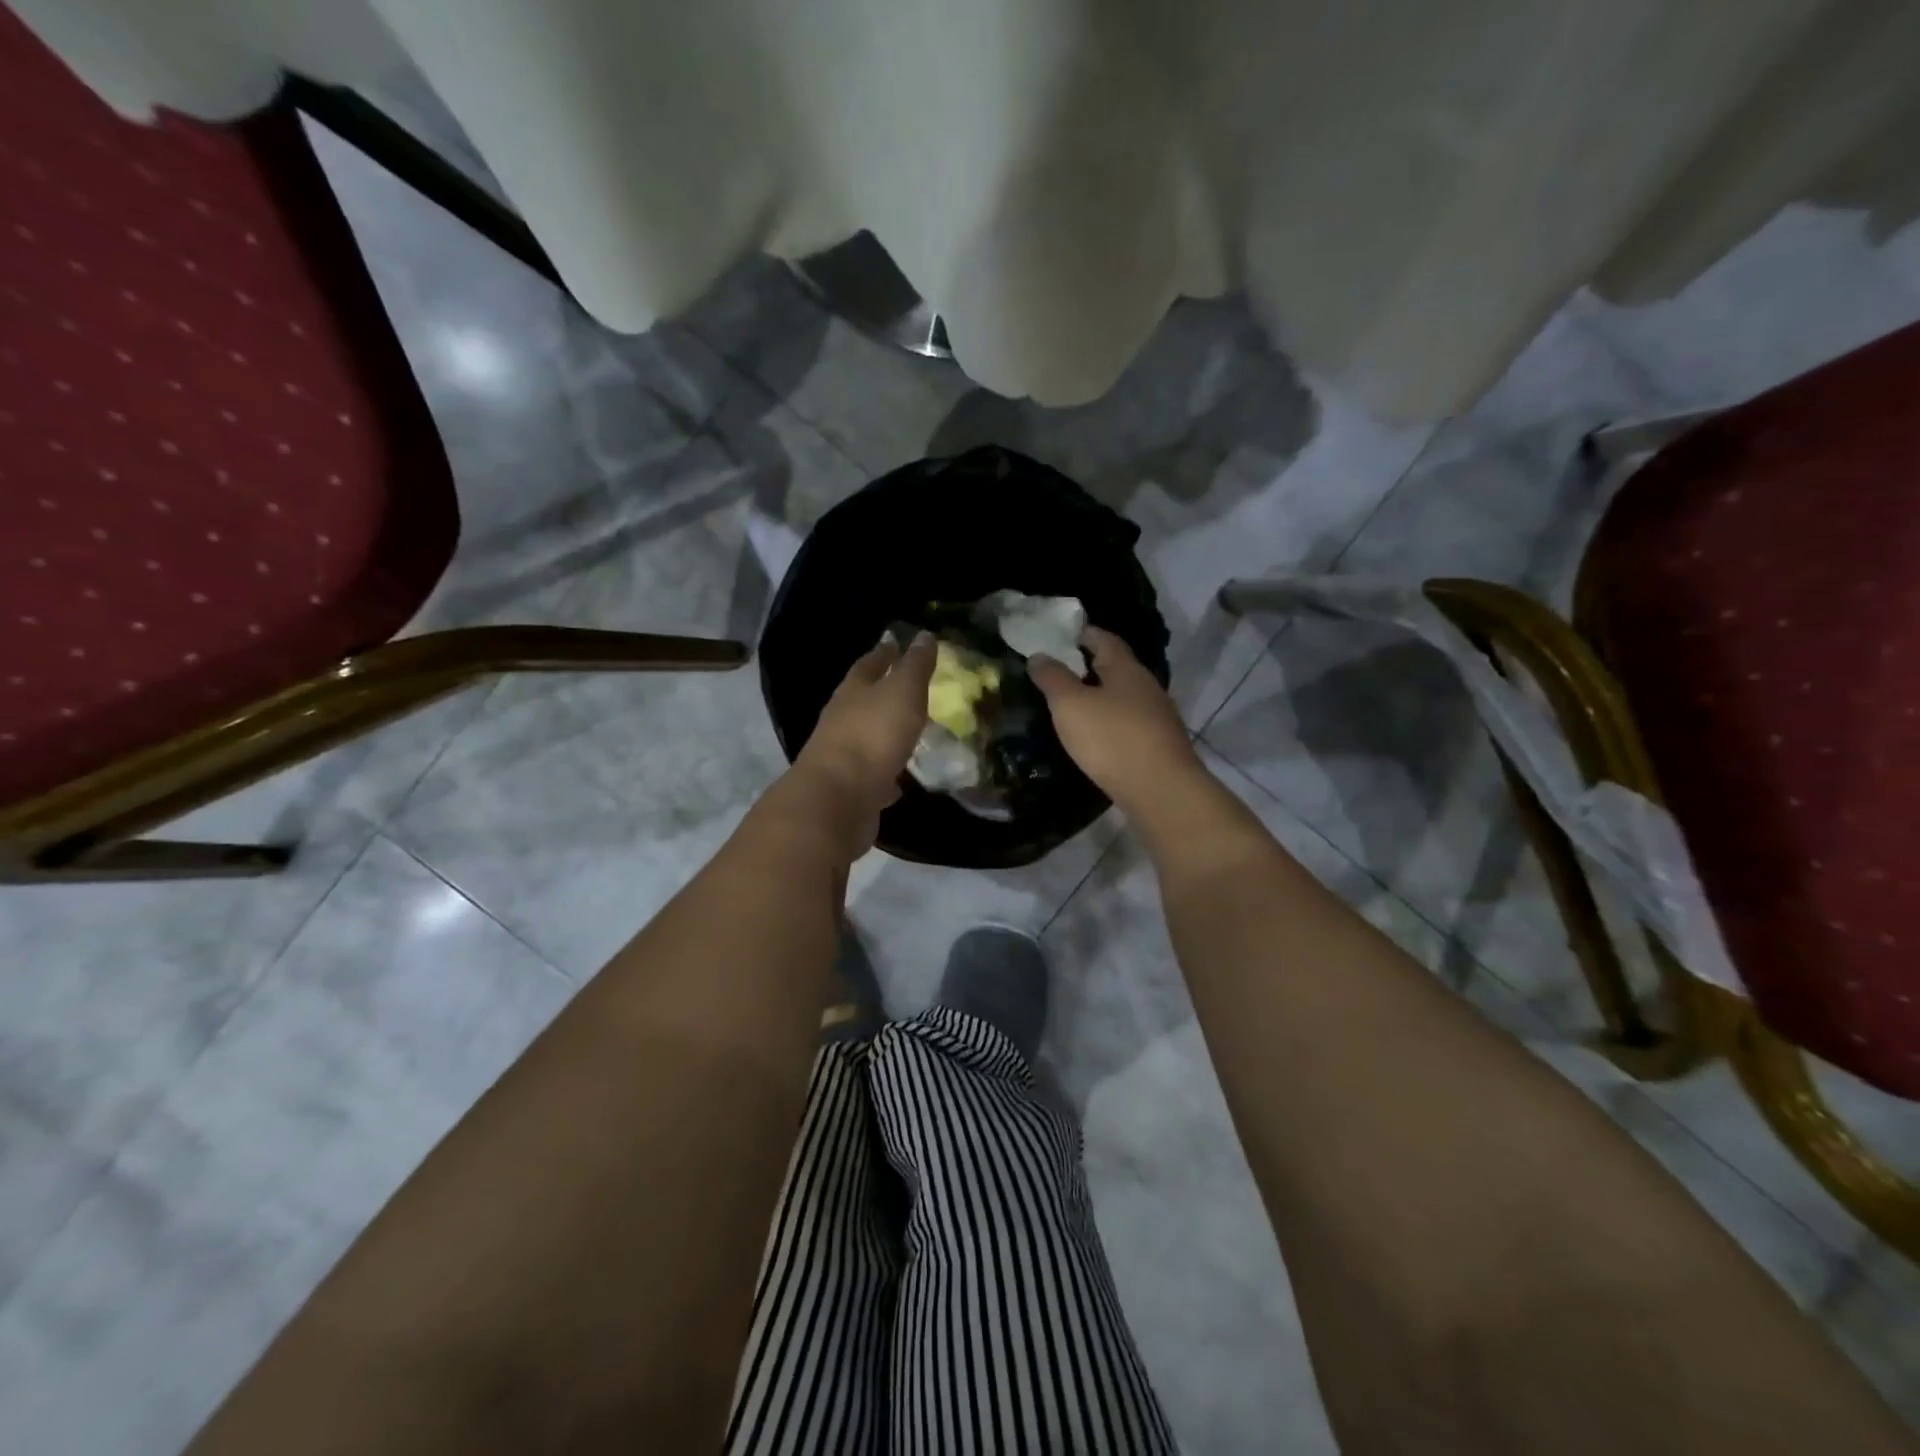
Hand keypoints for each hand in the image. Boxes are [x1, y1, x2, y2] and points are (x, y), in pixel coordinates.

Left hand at [790, 631, 937, 852]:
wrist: (838, 799)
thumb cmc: (873, 735)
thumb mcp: (902, 691)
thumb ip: (914, 665)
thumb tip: (923, 634)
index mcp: (853, 690)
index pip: (869, 664)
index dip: (884, 652)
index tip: (895, 642)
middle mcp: (842, 719)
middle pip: (863, 700)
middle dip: (882, 692)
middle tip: (907, 688)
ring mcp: (844, 756)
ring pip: (867, 738)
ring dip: (885, 734)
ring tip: (908, 733)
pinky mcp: (851, 789)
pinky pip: (873, 776)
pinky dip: (887, 774)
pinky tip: (900, 781)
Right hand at [1029, 626, 1205, 815]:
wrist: (1161, 791)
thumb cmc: (1112, 739)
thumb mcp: (1070, 705)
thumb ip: (1053, 678)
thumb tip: (1039, 655)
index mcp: (1126, 669)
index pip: (1105, 639)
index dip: (1084, 633)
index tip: (1062, 634)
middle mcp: (1147, 687)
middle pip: (1117, 668)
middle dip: (1091, 666)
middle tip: (1061, 671)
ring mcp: (1157, 718)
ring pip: (1124, 698)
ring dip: (1102, 697)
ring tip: (1073, 706)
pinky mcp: (1159, 746)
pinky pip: (1130, 724)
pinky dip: (1111, 723)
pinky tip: (1097, 737)